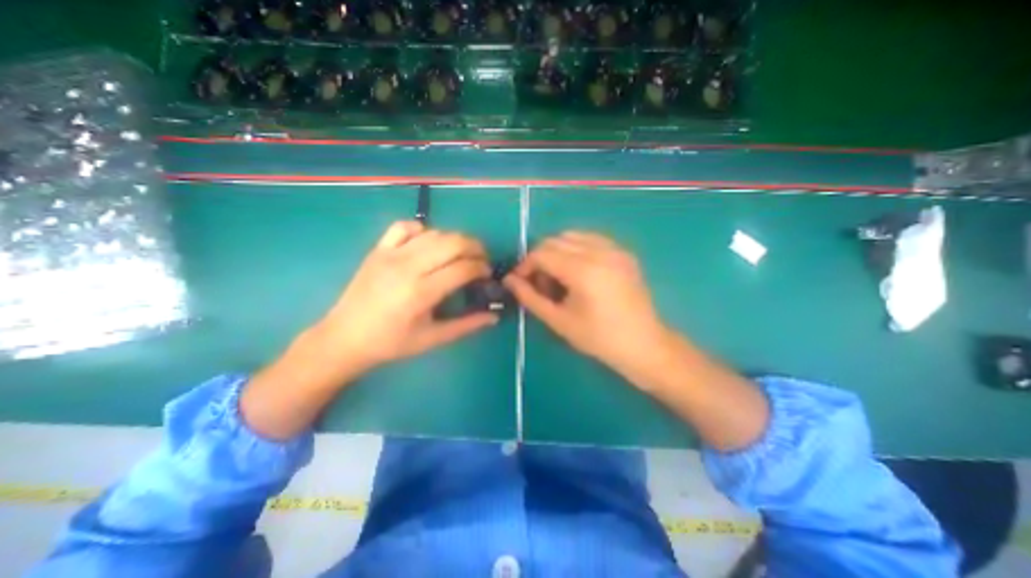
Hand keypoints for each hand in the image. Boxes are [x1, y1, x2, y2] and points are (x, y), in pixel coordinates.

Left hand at [308, 220, 497, 373]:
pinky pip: (404, 227)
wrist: (344, 337)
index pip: (463, 268)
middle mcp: (407, 266)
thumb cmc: (391, 343)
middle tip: (481, 260)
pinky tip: (427, 244)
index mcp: (421, 292)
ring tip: (461, 253)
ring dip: (454, 239)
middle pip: (452, 242)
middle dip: (475, 247)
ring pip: (434, 233)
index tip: (487, 274)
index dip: (481, 267)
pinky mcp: (378, 249)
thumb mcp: (432, 338)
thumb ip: (466, 325)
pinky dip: (422, 229)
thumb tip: (494, 316)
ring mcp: (390, 254)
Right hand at [505, 230, 672, 378]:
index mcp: (583, 270)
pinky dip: (576, 249)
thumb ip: (530, 297)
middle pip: (555, 240)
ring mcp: (615, 249)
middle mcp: (600, 251)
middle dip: (540, 259)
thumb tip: (509, 280)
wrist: (644, 345)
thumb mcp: (559, 321)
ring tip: (559, 279)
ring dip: (557, 252)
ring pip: (572, 236)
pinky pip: (591, 239)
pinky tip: (578, 272)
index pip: (542, 253)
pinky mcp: (623, 252)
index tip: (520, 282)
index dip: (525, 265)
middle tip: (541, 284)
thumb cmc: (599, 339)